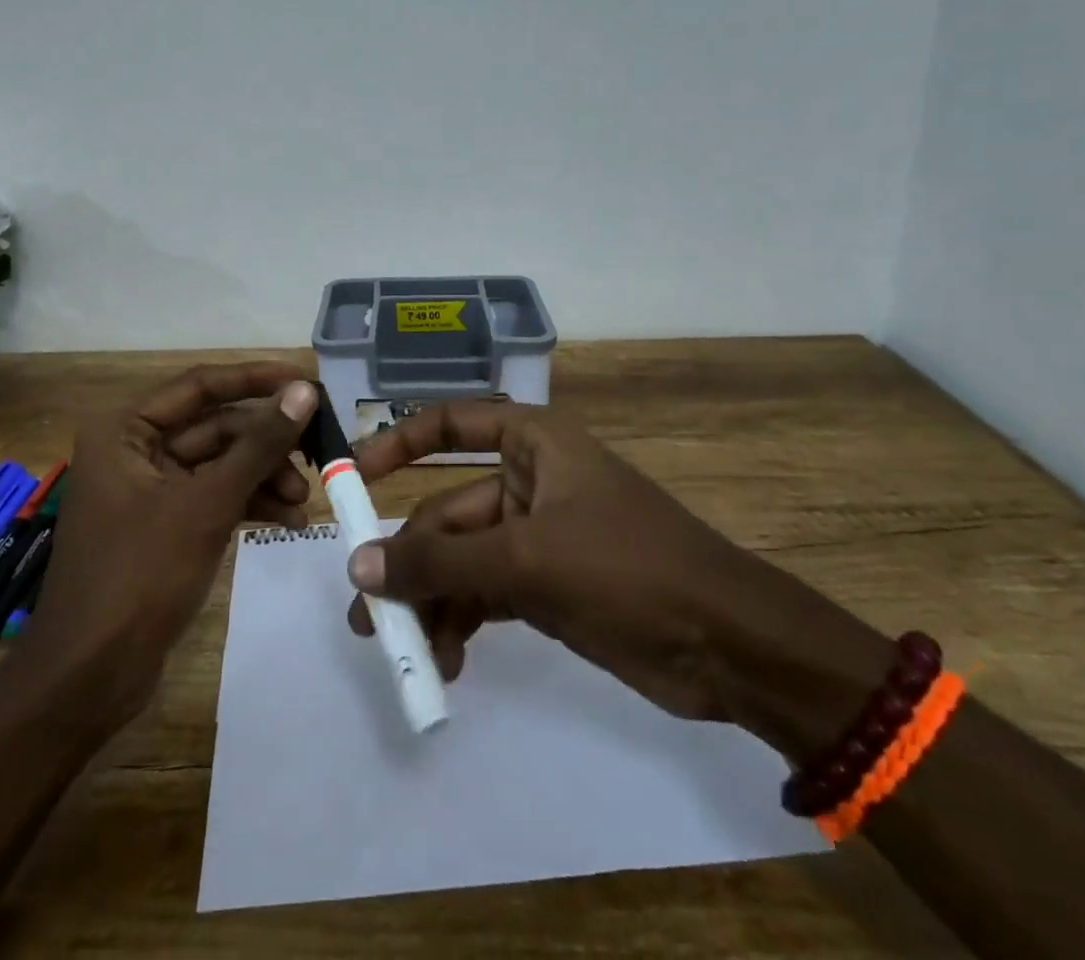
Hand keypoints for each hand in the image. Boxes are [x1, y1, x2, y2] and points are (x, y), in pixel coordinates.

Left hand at [21, 362, 316, 724]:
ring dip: (264, 476)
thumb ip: (258, 445)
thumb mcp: (206, 504)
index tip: (308, 381)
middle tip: (319, 450)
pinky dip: (249, 503)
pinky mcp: (165, 523)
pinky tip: (289, 521)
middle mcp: (135, 448)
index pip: (202, 386)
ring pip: (220, 464)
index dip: (257, 380)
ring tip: (305, 500)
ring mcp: (150, 488)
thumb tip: (304, 391)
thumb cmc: (139, 575)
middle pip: (216, 427)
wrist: (89, 677)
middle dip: (267, 443)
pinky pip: (215, 496)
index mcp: (125, 429)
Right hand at [345, 400, 813, 724]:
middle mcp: (530, 481)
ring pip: (463, 560)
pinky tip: (449, 662)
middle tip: (368, 616)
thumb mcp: (528, 559)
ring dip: (433, 602)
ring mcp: (538, 536)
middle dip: (410, 561)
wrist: (731, 646)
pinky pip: (486, 594)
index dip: (399, 443)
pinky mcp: (547, 586)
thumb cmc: (629, 568)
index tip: (354, 478)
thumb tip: (359, 568)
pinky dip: (464, 622)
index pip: (452, 423)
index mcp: (533, 444)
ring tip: (406, 653)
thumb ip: (441, 562)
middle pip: (449, 511)